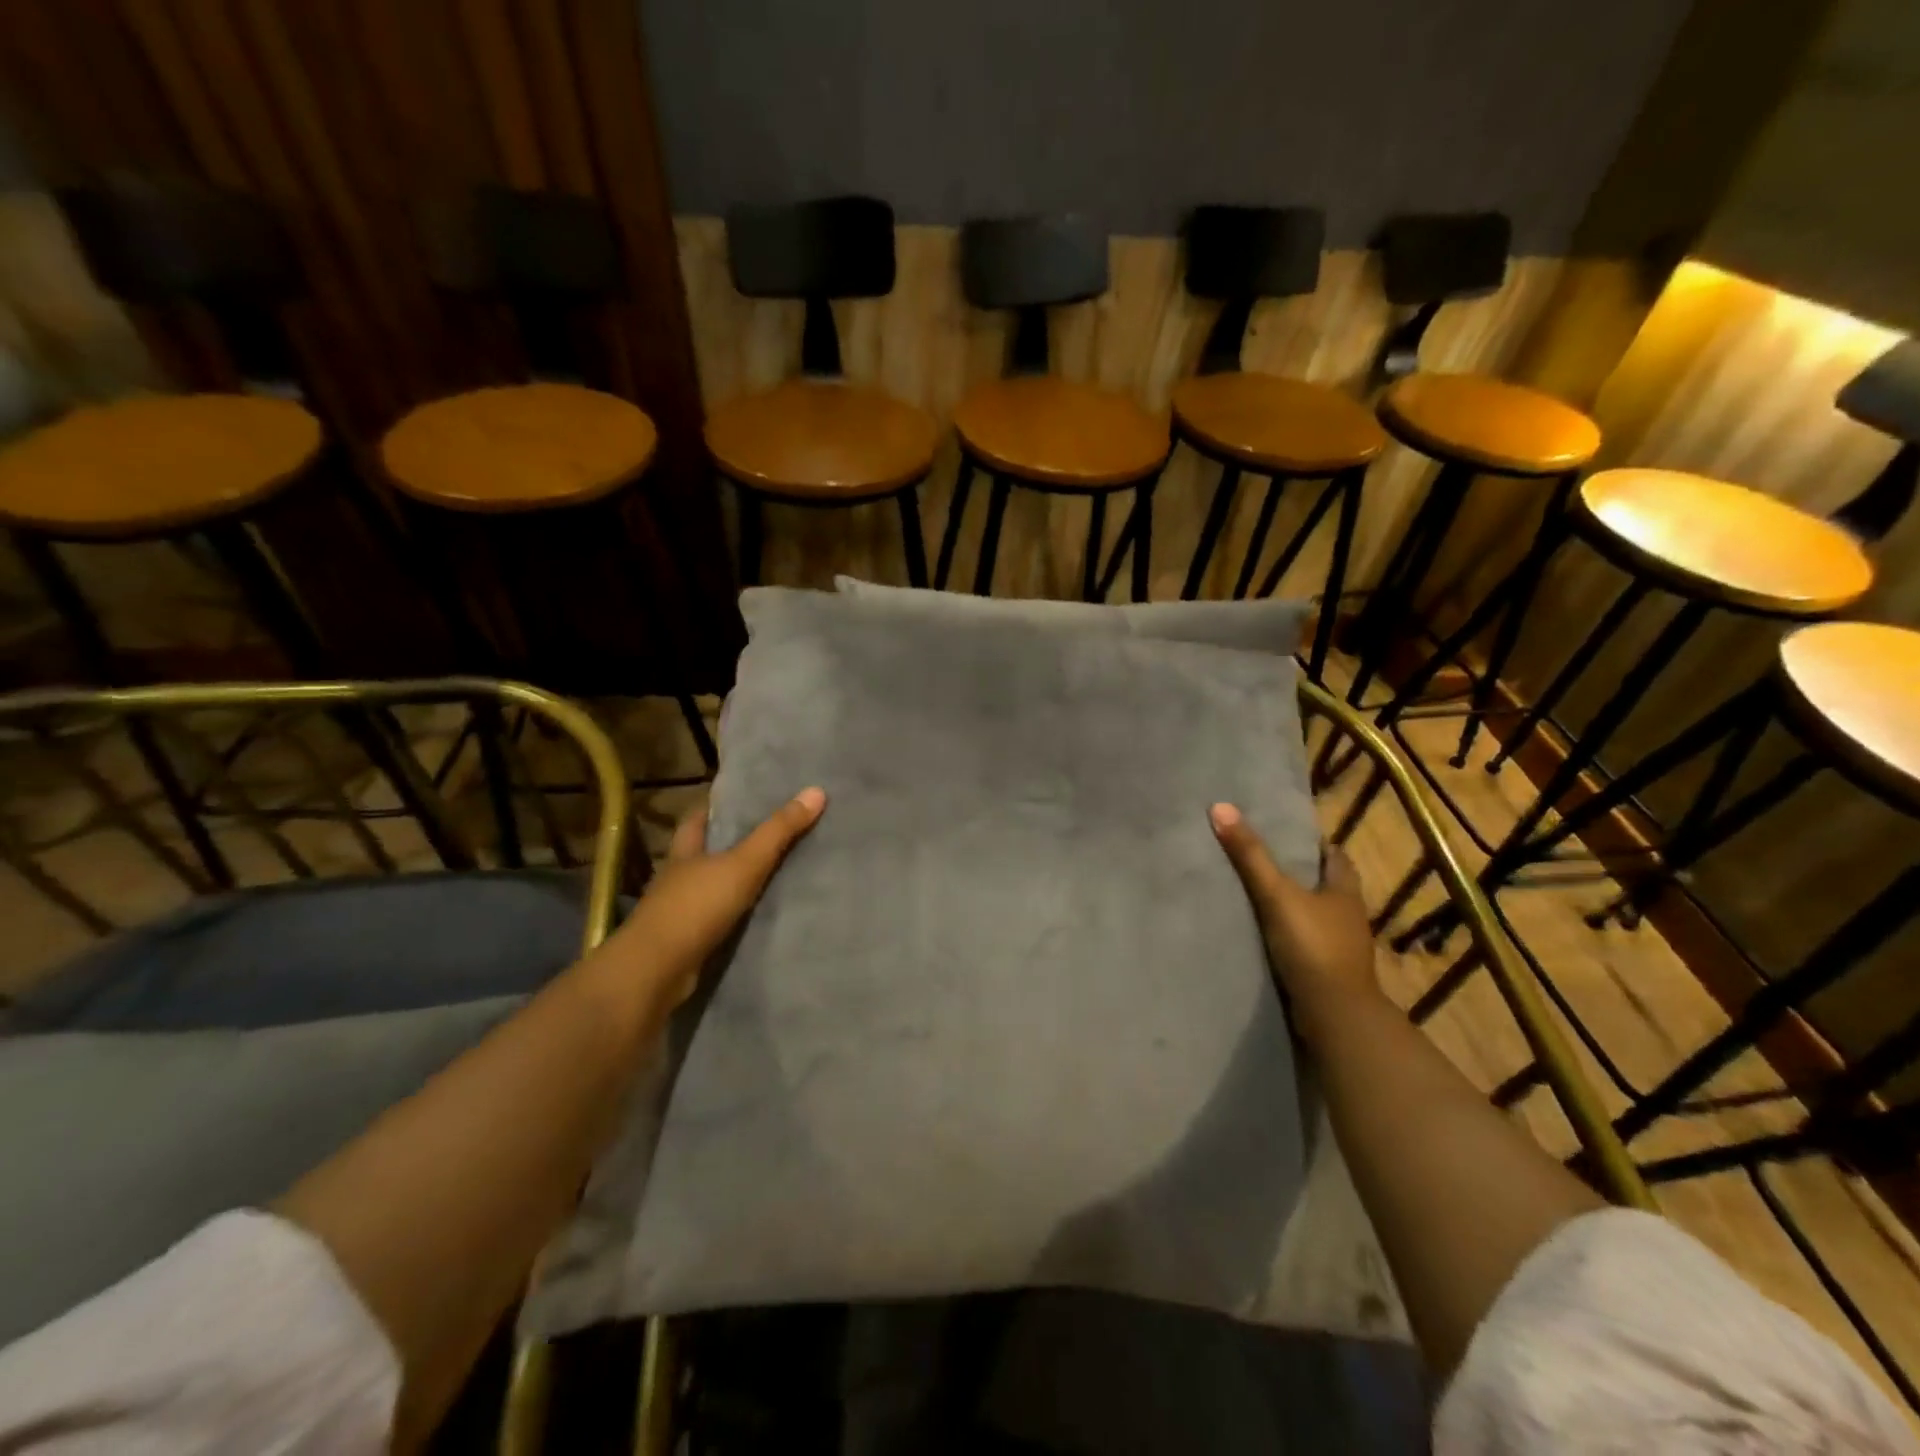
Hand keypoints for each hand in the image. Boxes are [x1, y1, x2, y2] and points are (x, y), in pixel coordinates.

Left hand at [608, 788, 826, 1006]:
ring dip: (734, 881)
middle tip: (770, 833)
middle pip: (705, 852)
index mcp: (685, 851)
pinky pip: (717, 920)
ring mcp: (679, 911)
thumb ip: (778, 831)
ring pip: (711, 886)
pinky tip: (758, 915)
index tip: (743, 798)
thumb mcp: (744, 863)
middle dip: (730, 843)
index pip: (698, 818)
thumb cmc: (696, 906)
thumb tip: (816, 790)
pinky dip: (735, 915)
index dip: (716, 806)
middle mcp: (678, 877)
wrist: (656, 972)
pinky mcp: (686, 942)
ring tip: (774, 872)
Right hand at [1209, 802, 1377, 1027]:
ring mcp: (1339, 947)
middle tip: (1264, 858)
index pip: (1334, 857)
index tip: (1287, 833)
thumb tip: (1220, 807)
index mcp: (1345, 891)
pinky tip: (1262, 933)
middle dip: (1300, 872)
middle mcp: (1347, 916)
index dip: (1315, 843)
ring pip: (1315, 915)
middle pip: (1325, 885)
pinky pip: (1305, 942)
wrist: (1334, 1016)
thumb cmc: (1313, 946)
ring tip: (1256, 893)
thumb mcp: (1276, 894)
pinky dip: (1288, 934)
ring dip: (1294, 905)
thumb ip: (1250, 855)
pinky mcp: (1325, 972)